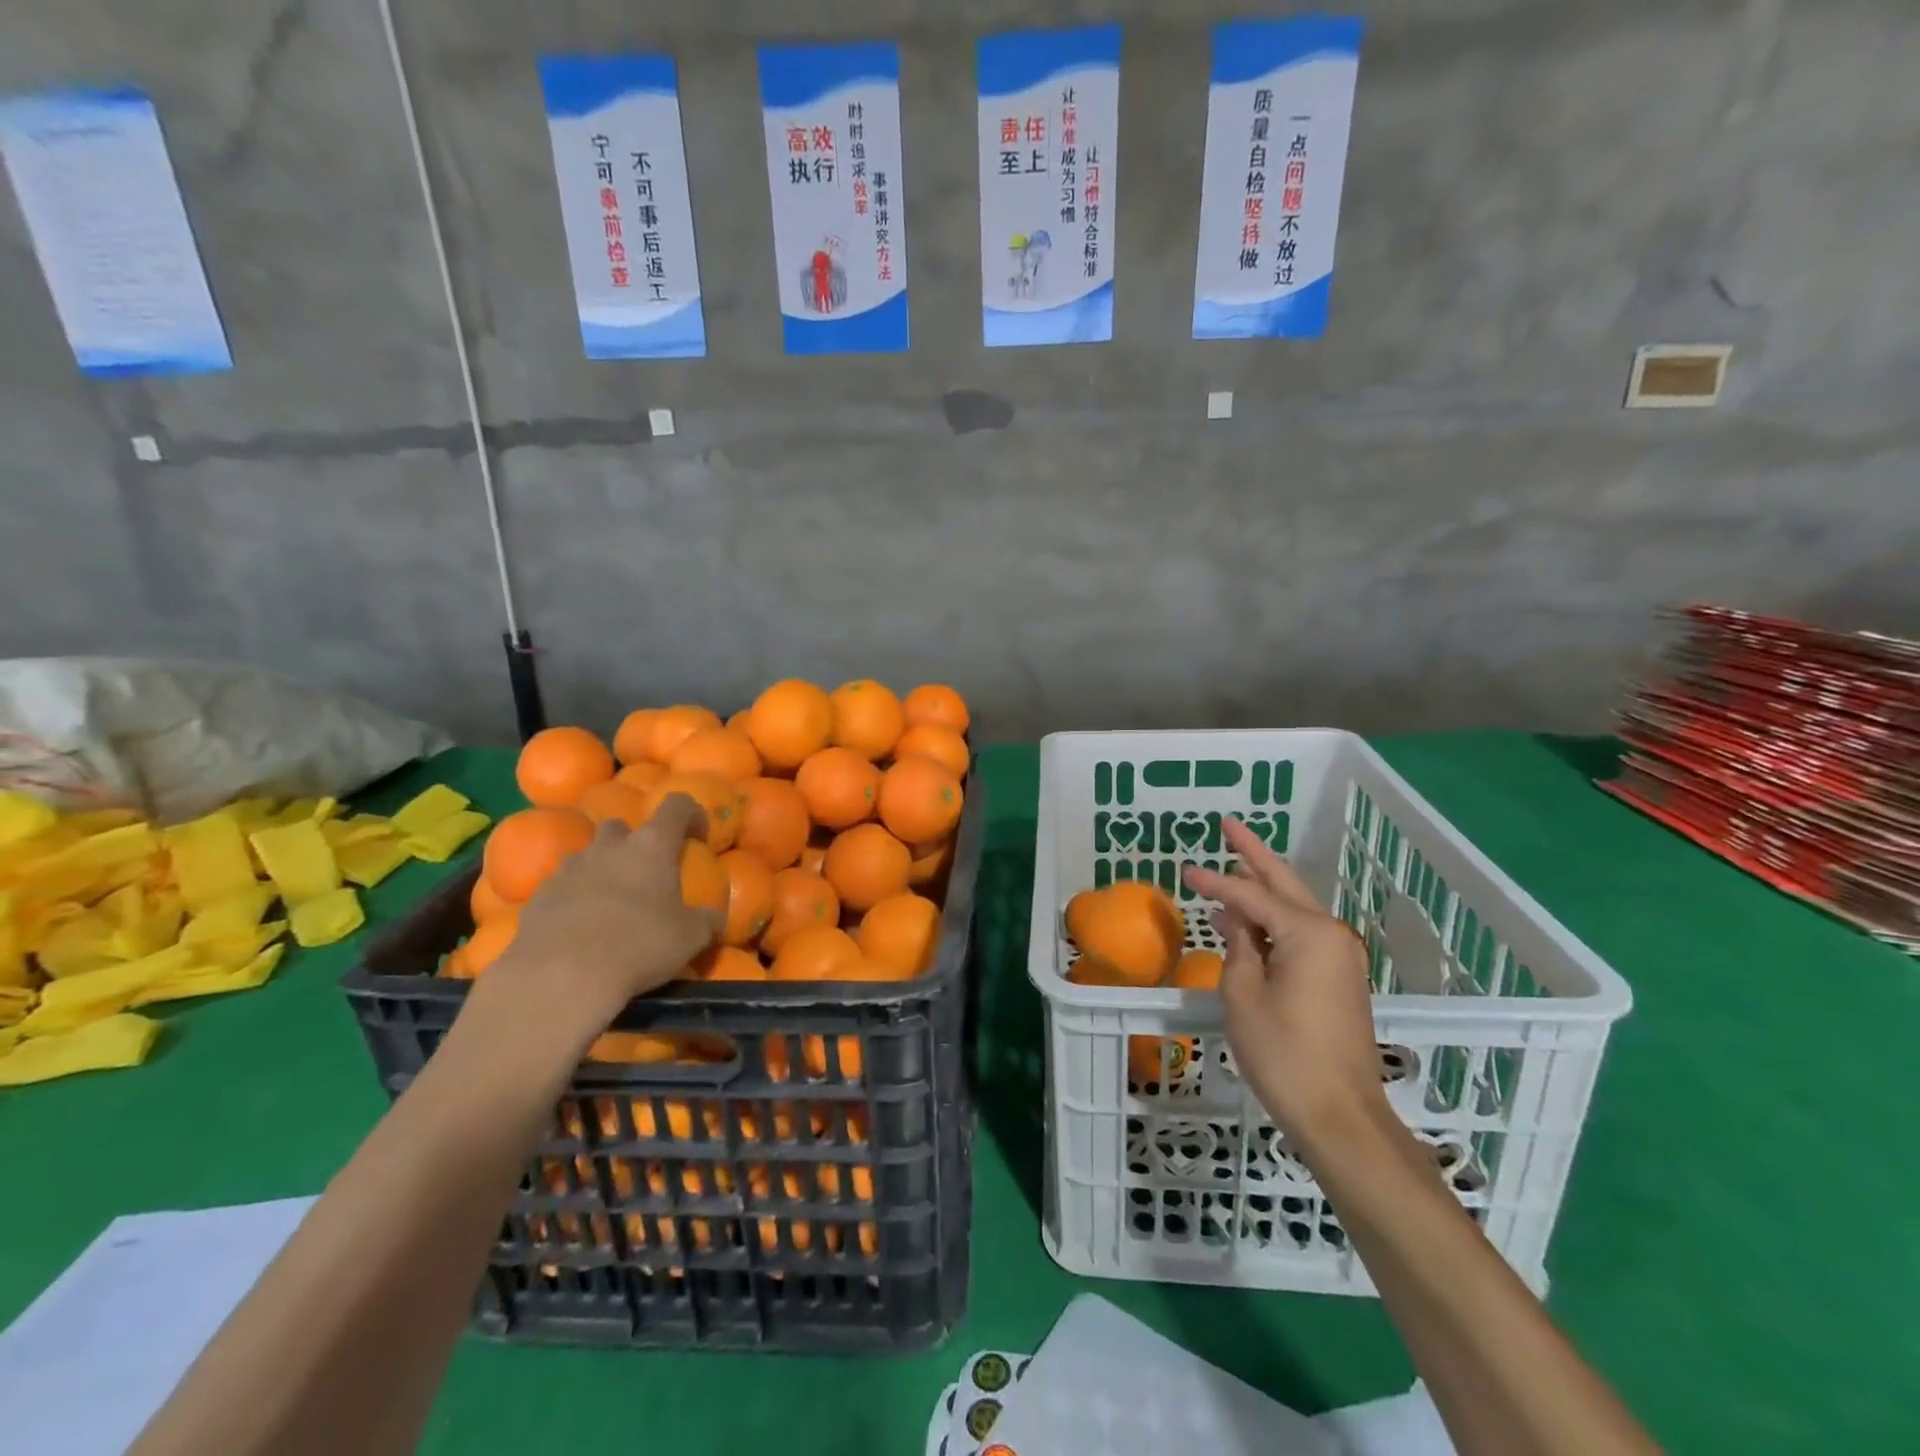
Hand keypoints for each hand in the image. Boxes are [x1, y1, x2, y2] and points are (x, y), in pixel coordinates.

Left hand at [492, 794, 720, 1036]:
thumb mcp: (691, 937)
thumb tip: (714, 917)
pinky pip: (561, 885)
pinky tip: (580, 925)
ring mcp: (569, 868)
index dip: (692, 813)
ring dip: (601, 867)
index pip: (677, 805)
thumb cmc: (639, 945)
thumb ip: (706, 920)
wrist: (560, 977)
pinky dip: (574, 896)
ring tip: (611, 900)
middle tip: (646, 871)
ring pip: (587, 853)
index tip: (699, 835)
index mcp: (652, 846)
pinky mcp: (538, 896)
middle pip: (621, 825)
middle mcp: (609, 847)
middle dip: (634, 841)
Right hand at [1183, 818, 1388, 1157]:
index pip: (1251, 895)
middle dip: (1254, 854)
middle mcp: (1331, 935)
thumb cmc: (1284, 1054)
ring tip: (1233, 863)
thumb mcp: (1243, 995)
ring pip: (1294, 908)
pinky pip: (1299, 934)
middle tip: (1229, 825)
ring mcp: (1339, 957)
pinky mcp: (1338, 978)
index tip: (1184, 870)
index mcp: (1308, 933)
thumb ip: (1238, 947)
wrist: (1340, 1116)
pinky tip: (1246, 919)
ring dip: (1262, 887)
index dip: (1215, 882)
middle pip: (1284, 884)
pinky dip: (1272, 920)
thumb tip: (1235, 920)